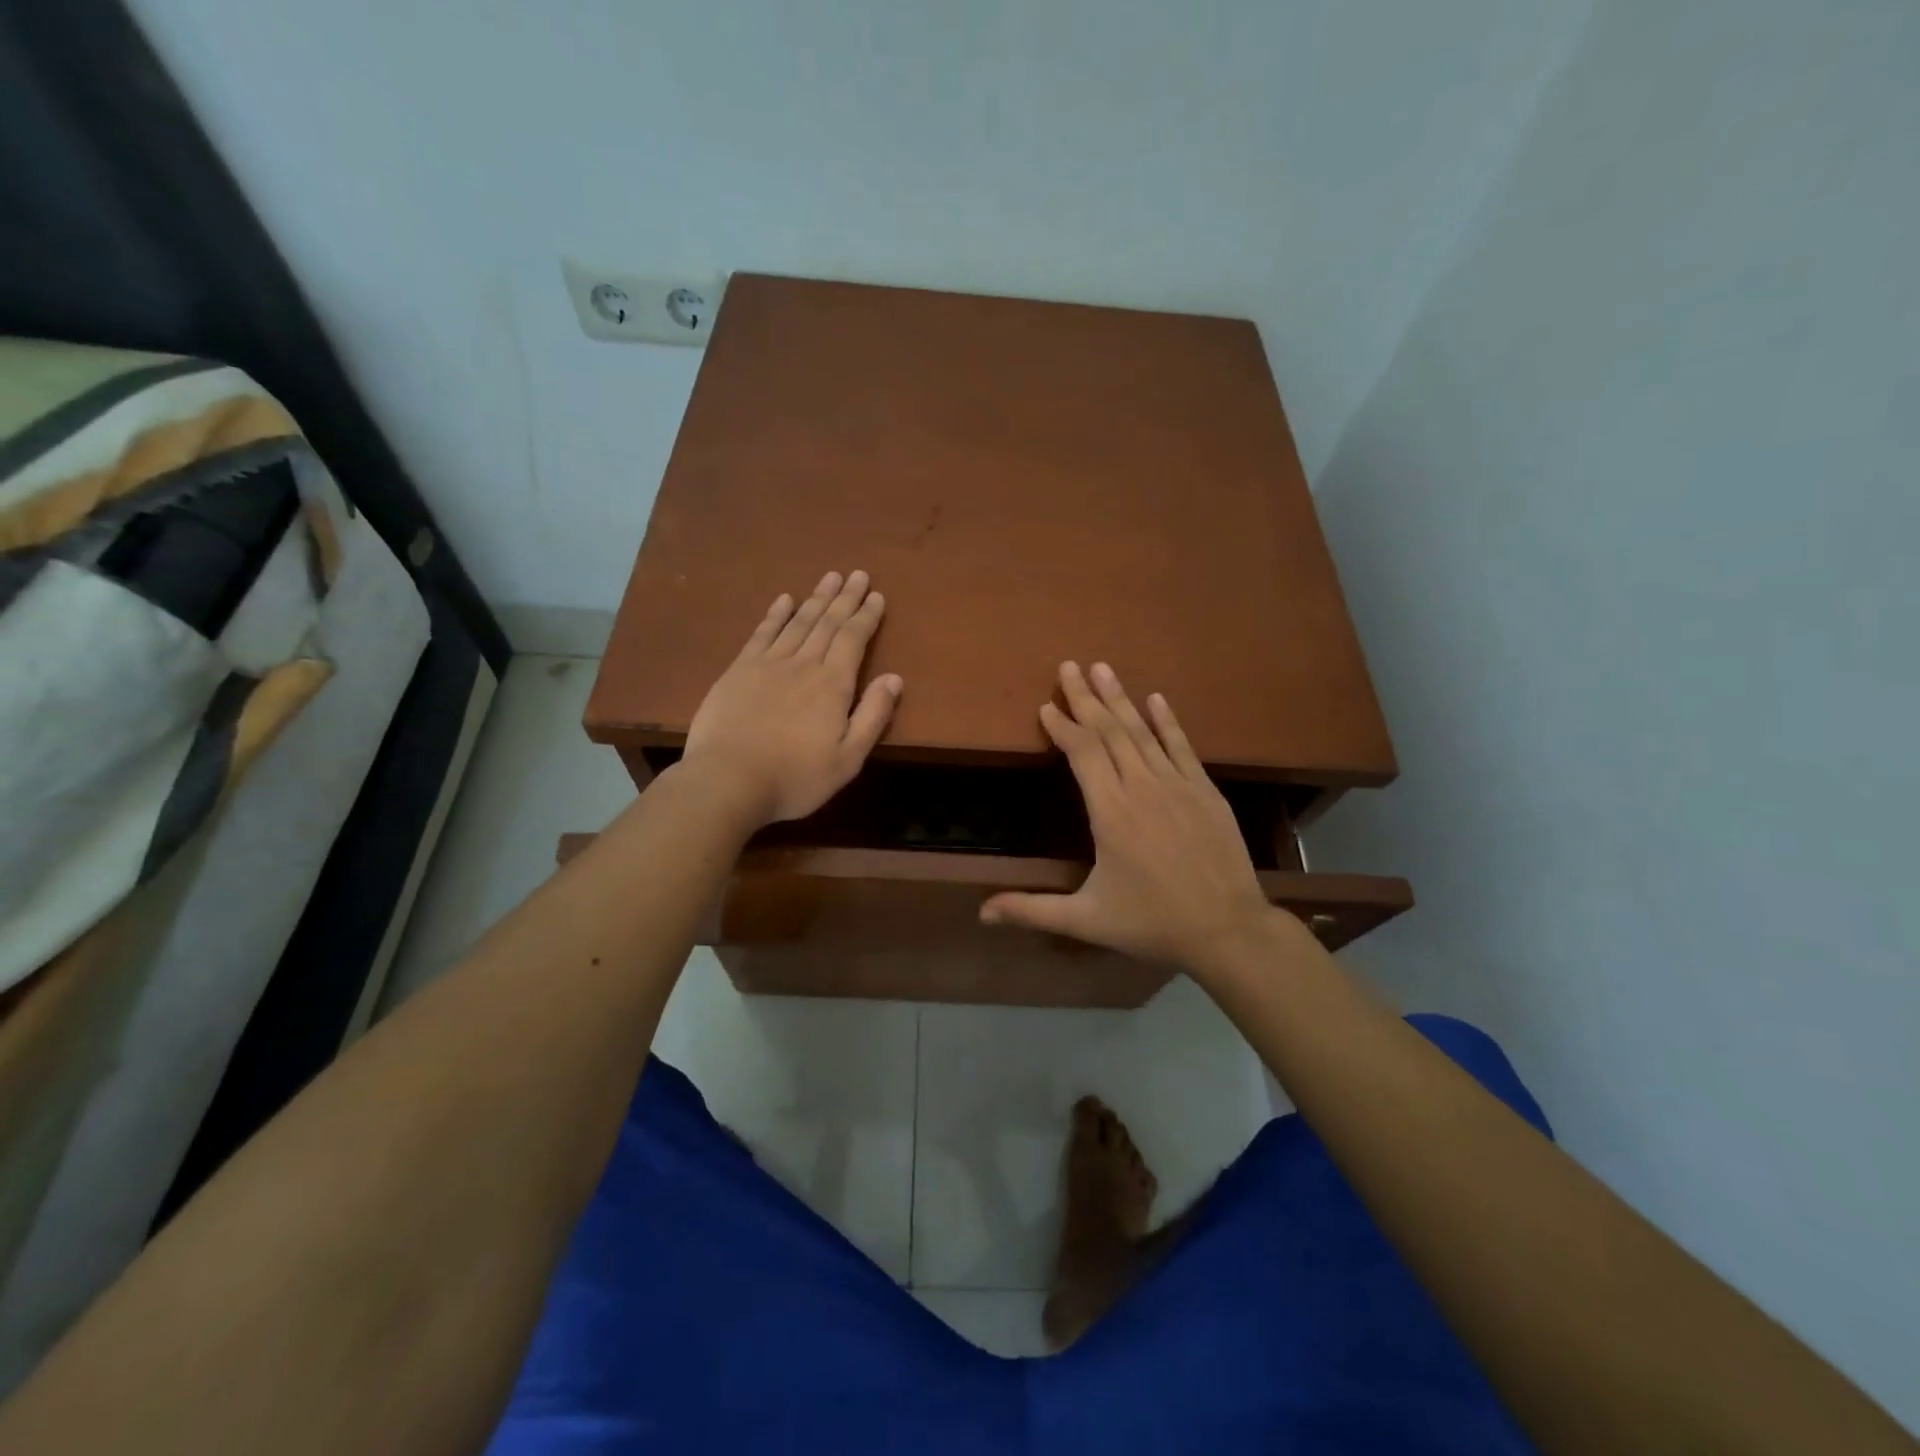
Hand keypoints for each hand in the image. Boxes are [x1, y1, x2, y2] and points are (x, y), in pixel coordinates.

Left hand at [681, 570, 901, 826]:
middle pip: (827, 623)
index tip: (876, 595)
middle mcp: (803, 664)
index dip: (866, 616)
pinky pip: (762, 634)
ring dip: (816, 599)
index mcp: (833, 684)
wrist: (728, 780)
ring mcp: (767, 664)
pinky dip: (775, 615)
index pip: (853, 639)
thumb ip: (873, 716)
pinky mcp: (738, 671)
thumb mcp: (848, 758)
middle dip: (845, 598)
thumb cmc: (796, 778)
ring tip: (829, 578)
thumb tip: (894, 678)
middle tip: (856, 574)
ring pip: (798, 622)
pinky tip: (784, 600)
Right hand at [980, 662, 1281, 974]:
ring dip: (1120, 699)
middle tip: (1069, 666)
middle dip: (1086, 698)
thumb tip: (981, 913)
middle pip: (1110, 732)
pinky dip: (1167, 721)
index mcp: (1111, 813)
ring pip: (1143, 732)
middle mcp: (1143, 788)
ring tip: (1102, 668)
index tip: (1047, 705)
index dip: (1063, 727)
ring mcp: (1178, 785)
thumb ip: (1032, 910)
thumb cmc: (1152, 923)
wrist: (1228, 929)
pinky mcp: (1205, 791)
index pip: (1083, 754)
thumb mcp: (1086, 920)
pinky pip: (1182, 746)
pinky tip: (1156, 698)